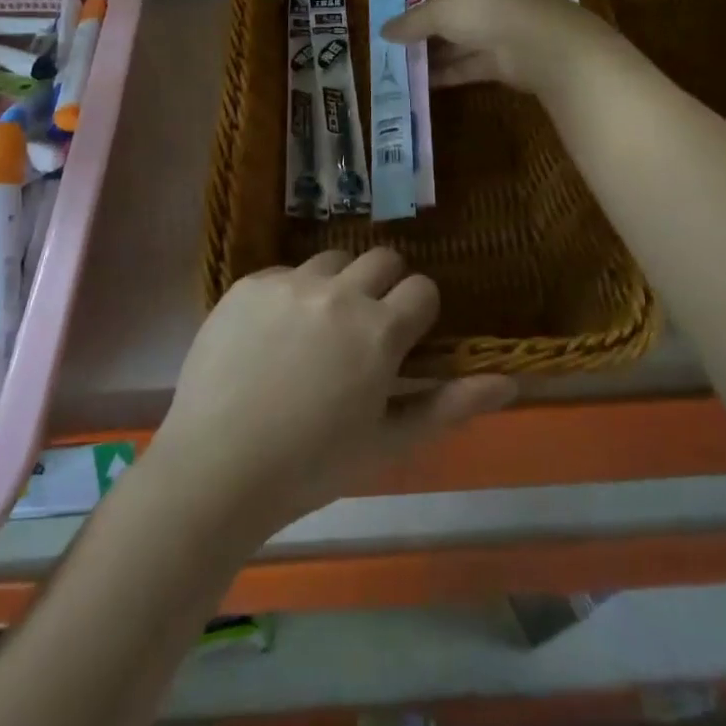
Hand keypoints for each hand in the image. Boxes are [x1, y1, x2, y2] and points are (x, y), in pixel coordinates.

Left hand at [148, 250, 516, 546]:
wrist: (216, 466)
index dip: (419, 312)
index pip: (422, 288)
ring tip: (317, 332)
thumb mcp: (388, 442)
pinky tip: (272, 337)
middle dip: (384, 287)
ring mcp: (290, 282)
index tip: (405, 338)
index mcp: (378, 330)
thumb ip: (449, 405)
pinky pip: (284, 273)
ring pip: (332, 261)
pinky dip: (290, 295)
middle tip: (365, 329)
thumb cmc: (311, 466)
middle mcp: (339, 292)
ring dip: (337, 286)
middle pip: (382, 259)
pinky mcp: (249, 283)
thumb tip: (509, 382)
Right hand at [383, 0, 607, 95]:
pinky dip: (446, 74)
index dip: (414, 8)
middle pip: (447, 18)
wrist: (537, 41)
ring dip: (431, 57)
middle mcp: (485, 0)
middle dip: (421, 36)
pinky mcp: (501, 61)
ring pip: (456, 44)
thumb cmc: (483, 9)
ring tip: (399, 72)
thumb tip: (382, 31)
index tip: (392, 27)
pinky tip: (421, 84)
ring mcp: (495, 31)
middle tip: (391, 52)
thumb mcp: (439, 10)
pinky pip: (467, 66)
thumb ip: (410, 22)